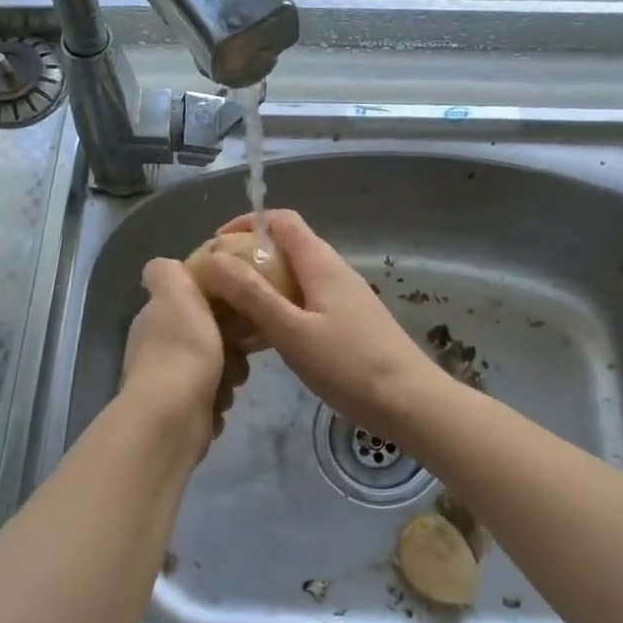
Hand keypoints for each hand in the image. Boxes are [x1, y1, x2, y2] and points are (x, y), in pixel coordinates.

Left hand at [122, 258, 248, 448]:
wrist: (173, 416)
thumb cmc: (183, 349)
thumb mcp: (176, 294)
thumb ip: (168, 273)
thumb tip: (162, 265)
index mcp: (155, 319)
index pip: (188, 302)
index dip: (214, 303)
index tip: (234, 307)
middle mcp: (156, 349)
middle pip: (205, 336)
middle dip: (228, 344)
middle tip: (239, 350)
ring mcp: (166, 383)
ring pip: (213, 368)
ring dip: (228, 374)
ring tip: (231, 380)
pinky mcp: (180, 413)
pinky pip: (211, 398)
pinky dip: (218, 400)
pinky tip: (219, 403)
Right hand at [199, 210, 441, 442]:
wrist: (409, 402)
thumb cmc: (348, 364)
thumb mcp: (291, 330)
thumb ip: (252, 294)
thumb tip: (213, 257)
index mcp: (320, 262)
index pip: (281, 220)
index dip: (246, 224)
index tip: (214, 247)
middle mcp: (332, 270)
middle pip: (285, 247)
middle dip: (247, 259)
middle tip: (215, 286)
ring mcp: (343, 297)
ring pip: (294, 278)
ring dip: (261, 286)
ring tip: (230, 313)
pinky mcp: (347, 322)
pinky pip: (305, 302)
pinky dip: (279, 309)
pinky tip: (263, 339)